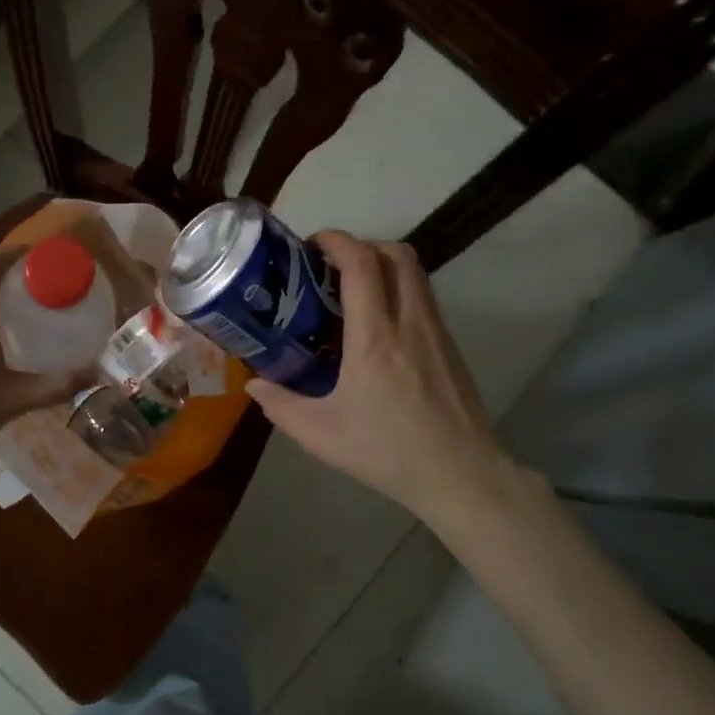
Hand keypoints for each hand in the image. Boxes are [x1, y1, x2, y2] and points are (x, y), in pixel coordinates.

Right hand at [246, 232, 511, 521]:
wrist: (461, 473)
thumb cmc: (388, 451)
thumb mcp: (321, 434)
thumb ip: (281, 405)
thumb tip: (254, 384)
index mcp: (375, 337)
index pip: (362, 264)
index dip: (337, 241)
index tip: (312, 244)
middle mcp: (409, 322)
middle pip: (396, 253)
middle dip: (362, 245)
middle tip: (331, 266)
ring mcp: (435, 331)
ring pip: (415, 272)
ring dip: (383, 263)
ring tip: (351, 289)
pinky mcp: (449, 345)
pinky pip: (423, 296)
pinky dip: (398, 288)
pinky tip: (378, 324)